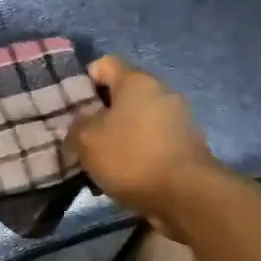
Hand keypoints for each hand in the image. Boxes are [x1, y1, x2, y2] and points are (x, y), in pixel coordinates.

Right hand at [68, 56, 217, 224]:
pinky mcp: (188, 146)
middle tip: (83, 135)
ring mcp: (179, 119)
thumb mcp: (86, 139)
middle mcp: (162, 92)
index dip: (84, 81)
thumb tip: (83, 122)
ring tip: (103, 160)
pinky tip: (126, 174)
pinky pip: (153, 141)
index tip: (72, 106)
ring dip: (120, 135)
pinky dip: (138, 152)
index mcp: (137, 81)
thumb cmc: (131, 156)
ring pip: (138, 120)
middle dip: (102, 112)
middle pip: (123, 93)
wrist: (186, 196)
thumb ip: (78, 124)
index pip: (104, 64)